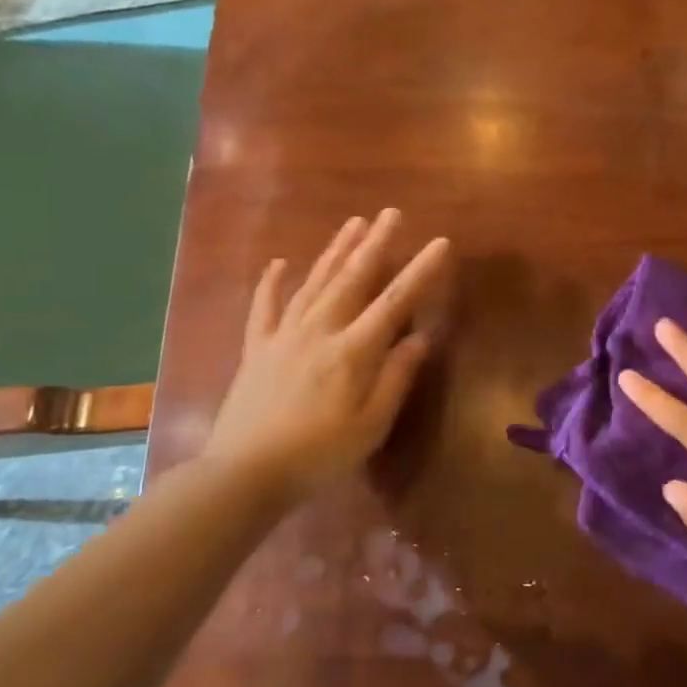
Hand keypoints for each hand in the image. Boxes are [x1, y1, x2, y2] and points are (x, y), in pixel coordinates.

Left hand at [204, 210, 449, 495]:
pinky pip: (264, 308)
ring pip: (314, 283)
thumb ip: (396, 378)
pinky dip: (272, 284)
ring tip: (353, 223)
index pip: (394, 302)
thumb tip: (419, 338)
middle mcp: (319, 331)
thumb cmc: (319, 455)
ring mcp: (284, 336)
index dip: (420, 271)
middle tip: (391, 213)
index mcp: (353, 351)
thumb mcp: (371, 425)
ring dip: (335, 251)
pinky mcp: (257, 349)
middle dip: (375, 244)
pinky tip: (279, 263)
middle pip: (352, 279)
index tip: (440, 242)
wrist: (245, 473)